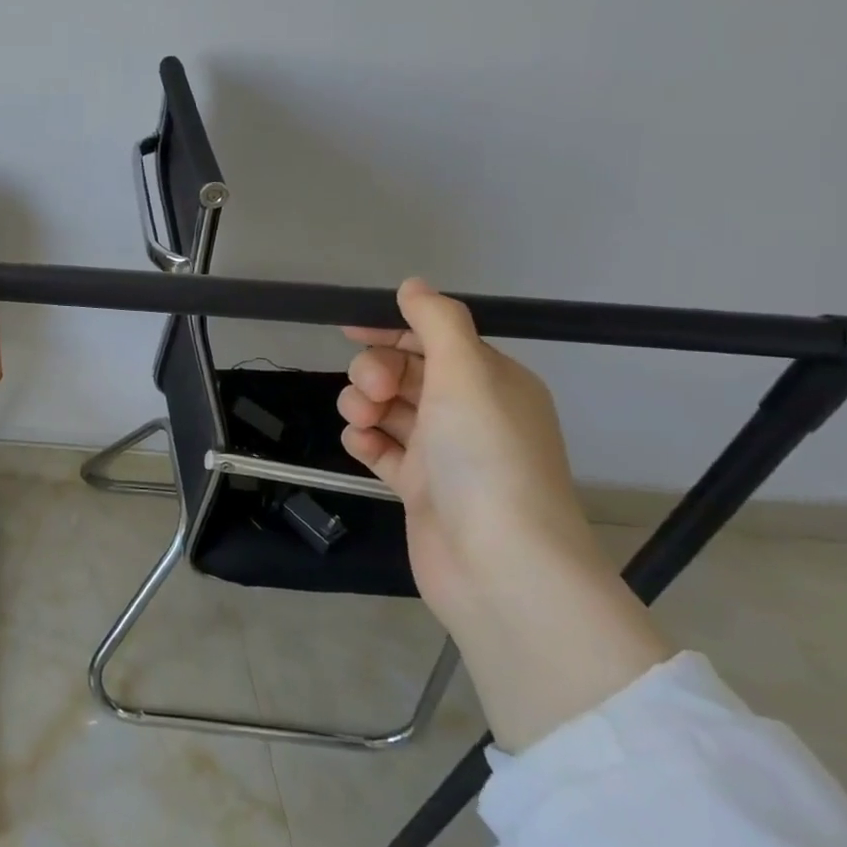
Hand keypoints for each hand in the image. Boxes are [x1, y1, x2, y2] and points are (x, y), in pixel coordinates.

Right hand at [337, 278, 600, 624]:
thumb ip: (437, 322)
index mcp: (491, 382)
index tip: (348, 329)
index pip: (435, 340)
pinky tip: (361, 447)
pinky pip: (380, 449)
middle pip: (404, 372)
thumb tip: (413, 285)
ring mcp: (442, 453)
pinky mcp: (417, 487)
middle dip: (375, 373)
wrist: (497, 562)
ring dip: (363, 406)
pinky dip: (365, 442)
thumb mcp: (466, 372)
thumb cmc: (485, 456)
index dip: (391, 329)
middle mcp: (469, 413)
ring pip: (386, 409)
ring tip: (362, 422)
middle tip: (373, 392)